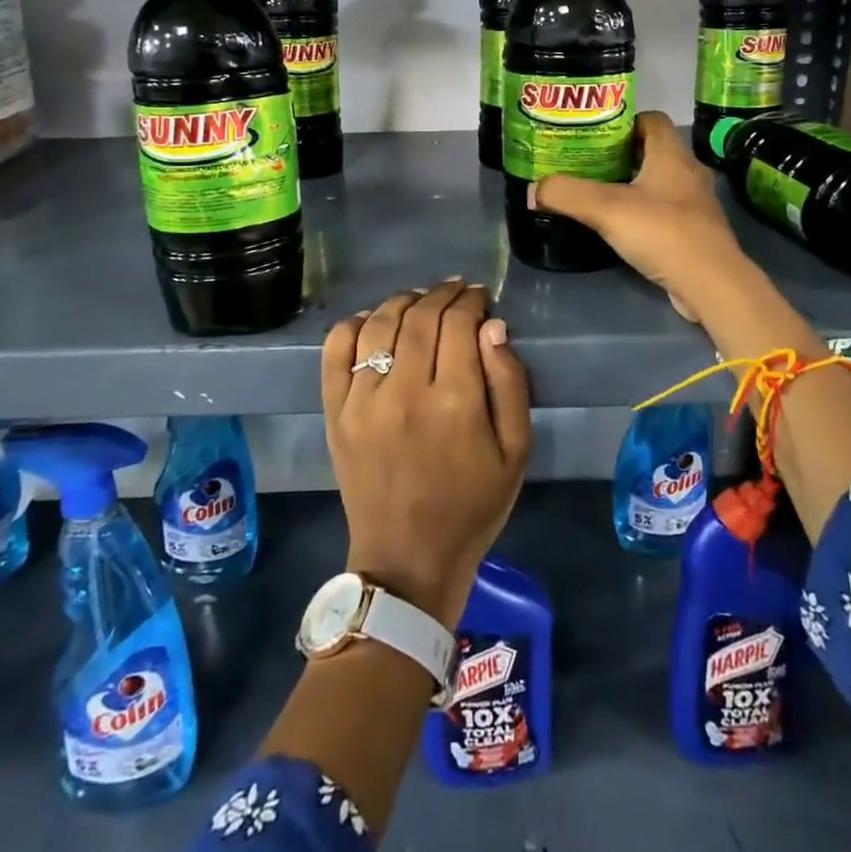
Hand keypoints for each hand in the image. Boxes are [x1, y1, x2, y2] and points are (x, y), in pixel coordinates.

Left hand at [321, 280, 531, 626]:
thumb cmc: (472, 507)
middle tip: (456, 291)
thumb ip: (510, 384)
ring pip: (379, 323)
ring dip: (403, 301)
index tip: (479, 296)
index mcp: (455, 402)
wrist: (407, 560)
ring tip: (420, 300)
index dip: (471, 301)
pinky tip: (373, 320)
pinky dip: (354, 324)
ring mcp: (362, 400)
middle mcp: (405, 391)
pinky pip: (336, 350)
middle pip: (420, 317)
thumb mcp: (516, 452)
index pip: (459, 324)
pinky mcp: (335, 412)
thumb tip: (493, 327)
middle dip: (442, 294)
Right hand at [531, 112, 750, 322]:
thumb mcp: (606, 209)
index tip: (594, 134)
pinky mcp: (696, 232)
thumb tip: (533, 190)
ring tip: (598, 195)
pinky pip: (665, 211)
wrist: (711, 284)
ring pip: (659, 183)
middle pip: (652, 151)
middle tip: (586, 164)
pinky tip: (622, 227)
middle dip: (620, 155)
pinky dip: (644, 213)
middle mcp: (688, 173)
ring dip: (632, 185)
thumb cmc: (662, 233)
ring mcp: (696, 204)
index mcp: (672, 155)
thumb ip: (567, 194)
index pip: (651, 120)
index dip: (623, 121)